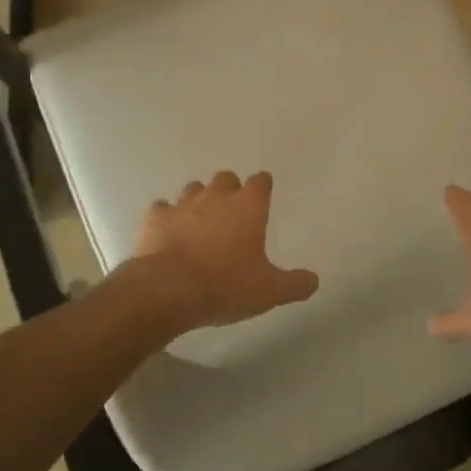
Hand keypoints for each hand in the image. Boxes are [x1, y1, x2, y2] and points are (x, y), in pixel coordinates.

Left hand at [132, 171, 319, 333]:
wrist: (168, 290)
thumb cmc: (225, 285)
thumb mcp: (269, 292)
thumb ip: (295, 284)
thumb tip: (314, 280)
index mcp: (248, 206)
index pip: (261, 181)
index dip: (263, 189)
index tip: (263, 201)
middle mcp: (217, 196)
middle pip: (226, 178)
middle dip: (230, 191)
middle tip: (232, 216)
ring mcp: (183, 203)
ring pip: (194, 189)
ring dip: (199, 201)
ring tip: (200, 224)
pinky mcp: (156, 217)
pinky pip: (163, 208)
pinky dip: (167, 217)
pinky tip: (168, 233)